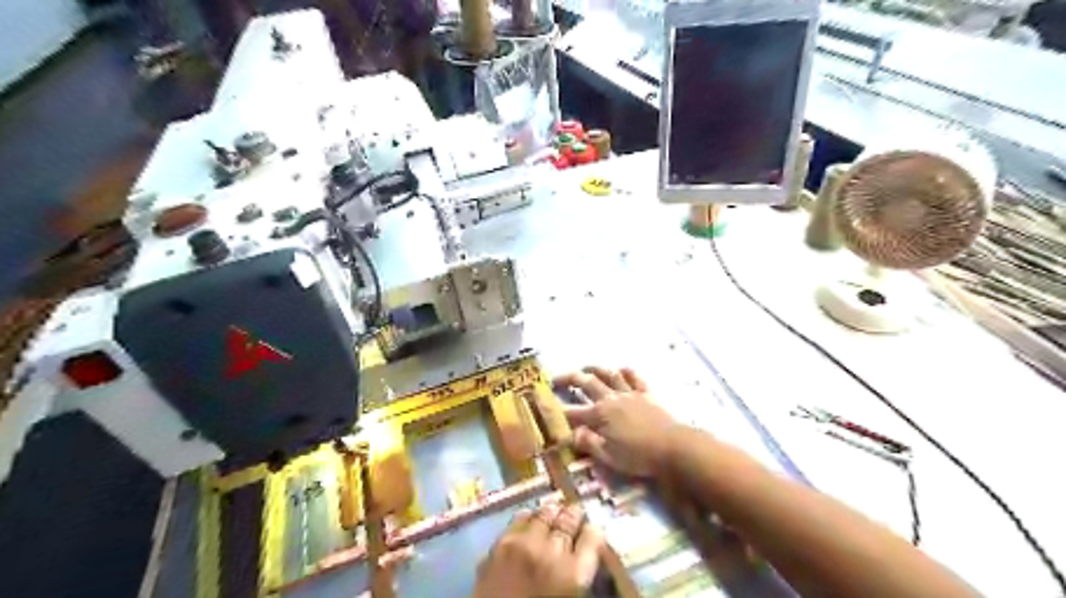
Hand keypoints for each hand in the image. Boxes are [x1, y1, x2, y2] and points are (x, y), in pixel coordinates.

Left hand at [472, 505, 597, 597]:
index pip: (592, 537)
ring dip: (553, 513)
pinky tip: (531, 519)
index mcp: (574, 575)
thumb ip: (579, 577)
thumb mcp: (569, 596)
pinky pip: (520, 520)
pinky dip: (529, 517)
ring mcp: (524, 545)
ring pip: (545, 514)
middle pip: (569, 520)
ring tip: (555, 512)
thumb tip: (581, 557)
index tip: (593, 528)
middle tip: (575, 512)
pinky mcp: (501, 544)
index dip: (594, 530)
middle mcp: (551, 552)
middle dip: (574, 515)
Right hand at [555, 365, 676, 475]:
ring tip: (585, 367)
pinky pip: (635, 378)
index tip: (541, 403)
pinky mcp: (647, 394)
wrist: (674, 446)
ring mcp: (629, 394)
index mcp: (599, 416)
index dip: (555, 408)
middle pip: (586, 383)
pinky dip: (626, 372)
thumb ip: (589, 443)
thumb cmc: (639, 456)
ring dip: (595, 368)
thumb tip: (571, 434)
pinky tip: (621, 369)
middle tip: (555, 377)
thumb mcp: (609, 457)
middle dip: (569, 378)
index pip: (571, 411)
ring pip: (609, 374)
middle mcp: (611, 399)